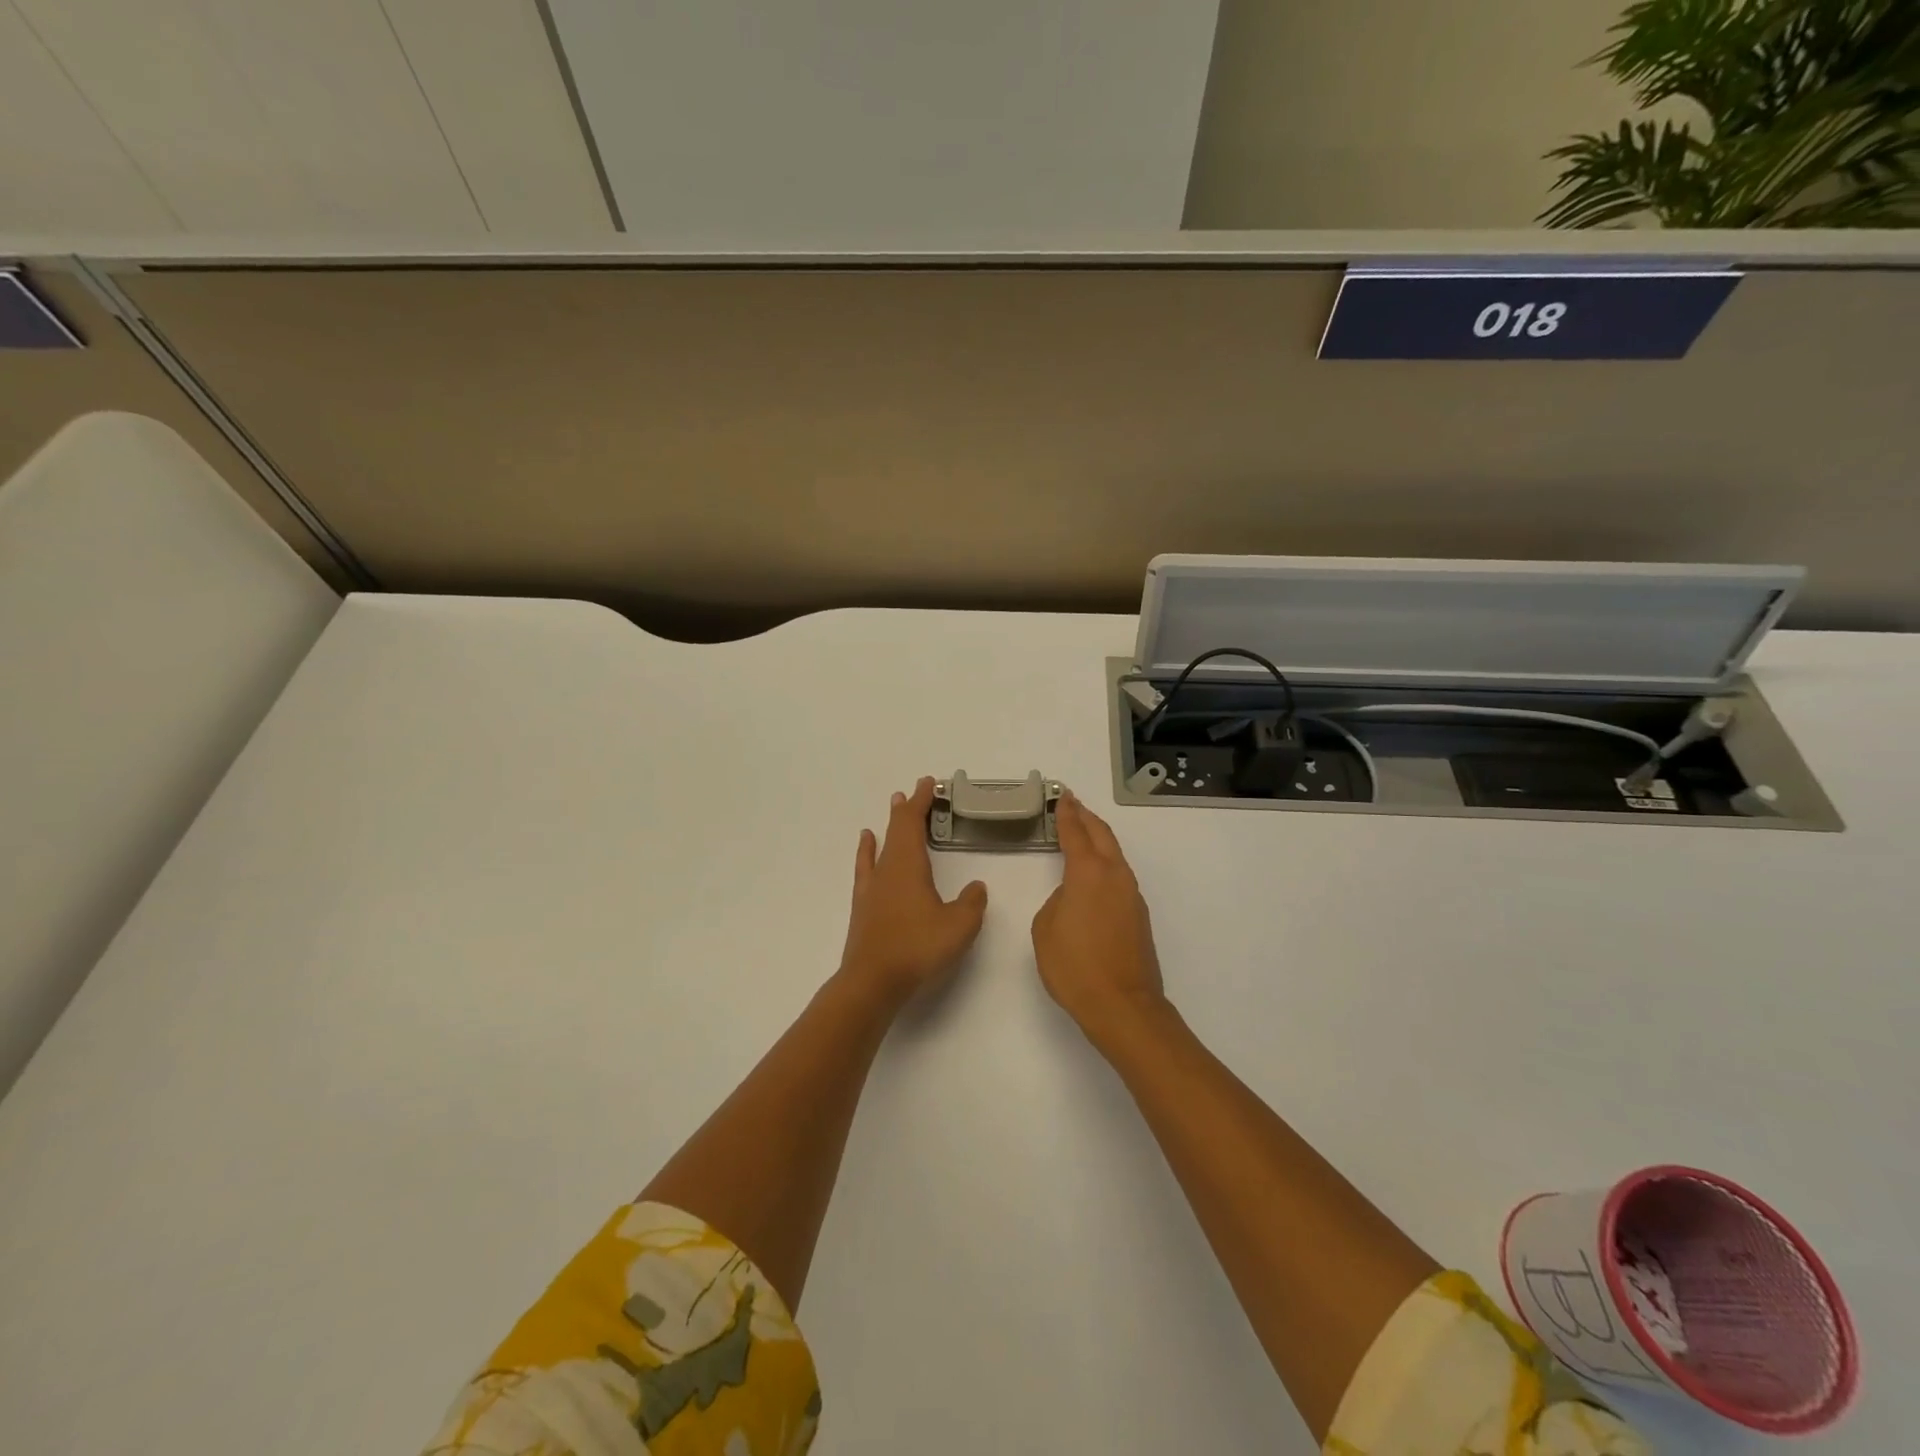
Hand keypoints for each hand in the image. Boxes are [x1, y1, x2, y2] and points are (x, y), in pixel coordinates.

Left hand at [838, 778, 988, 1006]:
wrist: (872, 982)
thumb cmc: (917, 949)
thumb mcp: (958, 927)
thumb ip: (971, 904)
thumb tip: (976, 888)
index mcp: (908, 866)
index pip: (913, 823)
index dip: (921, 801)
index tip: (929, 783)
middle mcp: (887, 870)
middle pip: (896, 829)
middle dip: (907, 808)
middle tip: (915, 790)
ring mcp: (871, 888)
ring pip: (881, 845)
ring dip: (890, 825)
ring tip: (893, 806)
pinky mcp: (863, 907)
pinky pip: (866, 867)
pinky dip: (868, 851)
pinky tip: (867, 844)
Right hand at [1031, 792, 1168, 1046]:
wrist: (1122, 1006)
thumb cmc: (1074, 966)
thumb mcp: (1045, 929)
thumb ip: (1057, 901)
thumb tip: (1072, 897)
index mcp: (1088, 873)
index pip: (1075, 832)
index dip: (1067, 813)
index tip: (1062, 797)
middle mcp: (1114, 876)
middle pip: (1102, 835)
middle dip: (1086, 817)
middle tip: (1073, 804)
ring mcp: (1131, 895)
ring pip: (1115, 855)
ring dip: (1099, 840)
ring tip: (1083, 833)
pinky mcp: (1138, 916)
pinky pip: (1119, 877)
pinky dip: (1105, 864)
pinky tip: (1094, 874)